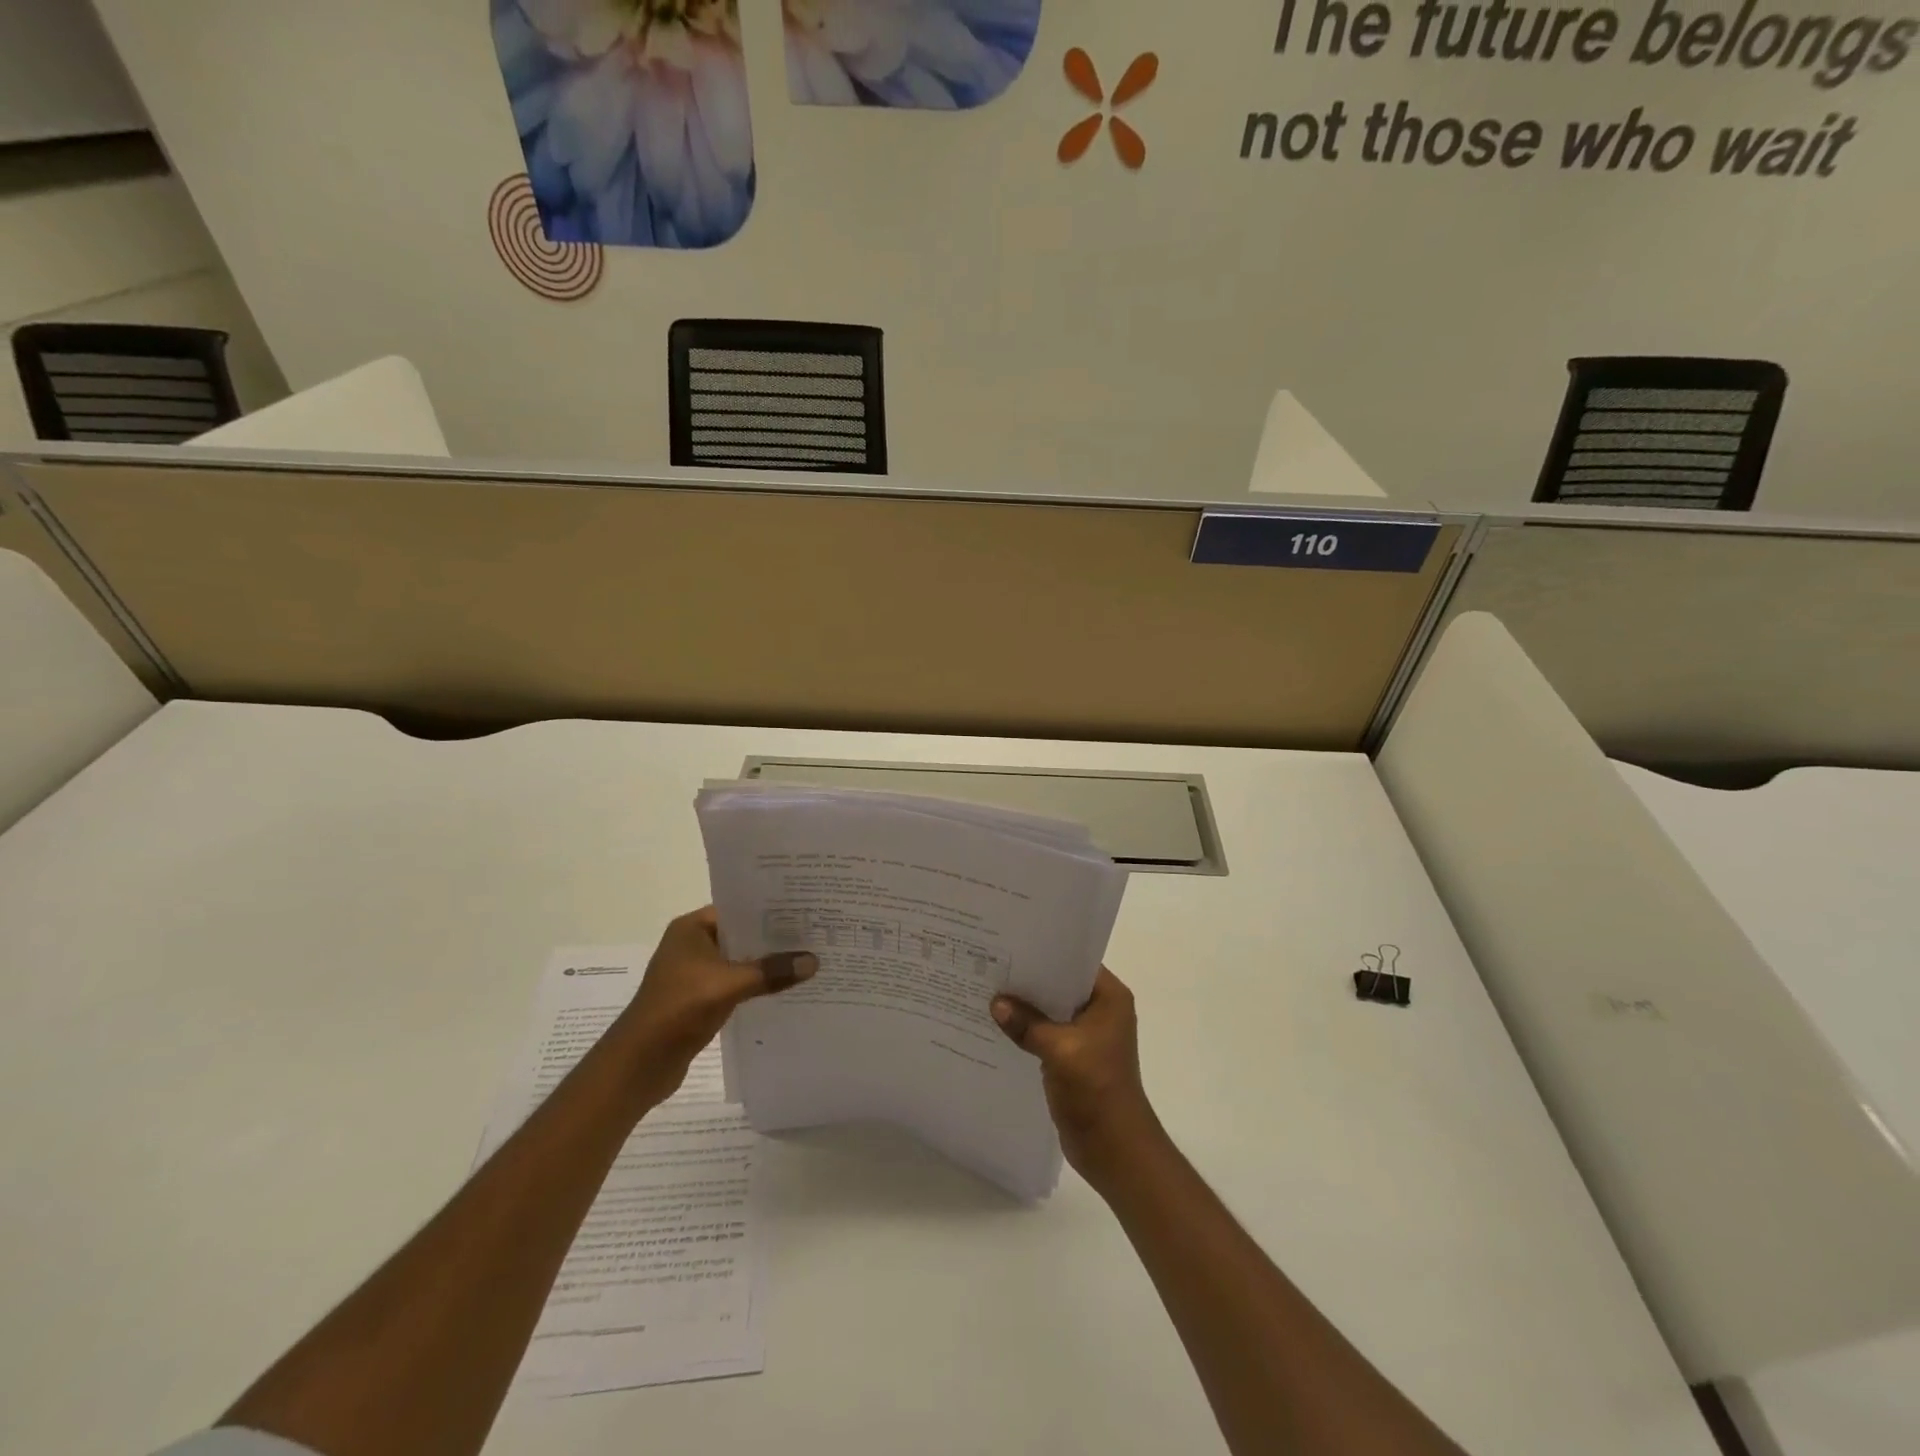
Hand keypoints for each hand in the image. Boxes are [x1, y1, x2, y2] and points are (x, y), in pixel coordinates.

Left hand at [616, 908, 815, 1106]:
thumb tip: (813, 961)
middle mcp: (692, 944)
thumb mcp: (729, 985)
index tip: (805, 908)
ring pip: (740, 961)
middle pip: (741, 935)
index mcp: (692, 928)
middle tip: (815, 934)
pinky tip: (785, 989)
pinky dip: (756, 986)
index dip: (770, 908)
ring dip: (766, 964)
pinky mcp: (699, 1000)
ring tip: (807, 959)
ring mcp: (695, 974)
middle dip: (774, 938)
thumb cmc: (678, 1009)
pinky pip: (736, 984)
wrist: (639, 1064)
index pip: (738, 908)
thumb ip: (771, 971)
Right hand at [992, 967, 1163, 1187]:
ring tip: (988, 989)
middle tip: (991, 963)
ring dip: (1026, 1006)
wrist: (1114, 1148)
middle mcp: (1101, 1010)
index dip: (1045, 952)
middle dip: (1029, 979)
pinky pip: (1046, 1033)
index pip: (1075, 962)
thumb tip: (996, 1003)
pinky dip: (1027, 1029)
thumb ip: (1027, 1023)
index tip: (1011, 943)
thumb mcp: (1059, 1049)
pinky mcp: (1074, 1057)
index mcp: (1109, 998)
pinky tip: (998, 1025)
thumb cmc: (1096, 1089)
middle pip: (1060, 985)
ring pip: (1051, 1010)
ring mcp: (1088, 1035)